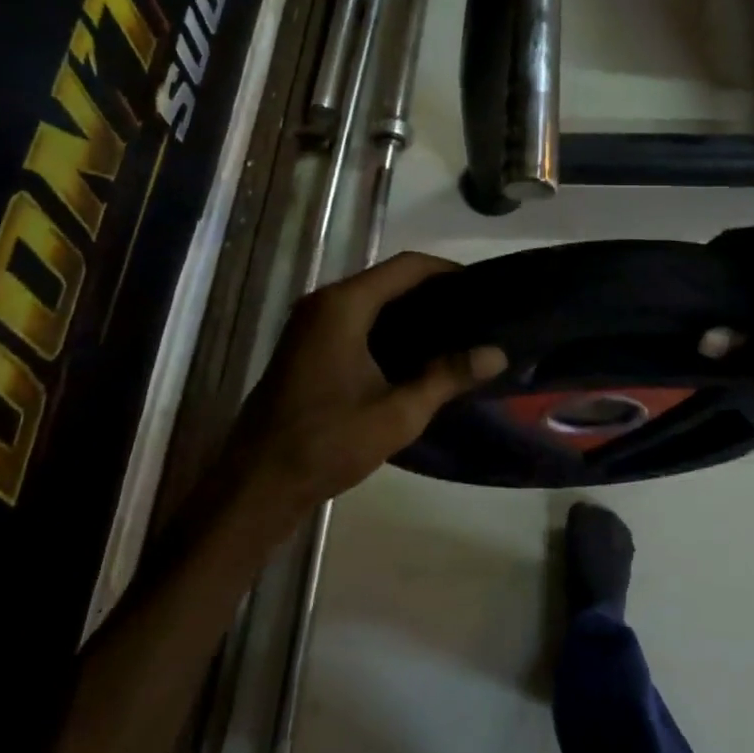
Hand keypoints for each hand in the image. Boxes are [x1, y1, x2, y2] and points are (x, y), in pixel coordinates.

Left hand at [228, 252, 506, 510]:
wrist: (256, 485)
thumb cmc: (327, 442)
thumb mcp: (398, 413)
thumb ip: (447, 376)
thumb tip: (497, 354)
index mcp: (343, 306)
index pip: (407, 267)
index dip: (448, 271)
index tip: (484, 288)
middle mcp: (324, 303)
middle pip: (389, 279)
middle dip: (433, 292)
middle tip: (476, 312)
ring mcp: (310, 324)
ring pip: (372, 300)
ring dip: (411, 310)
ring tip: (455, 331)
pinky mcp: (306, 346)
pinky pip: (356, 320)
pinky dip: (388, 327)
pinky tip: (417, 353)